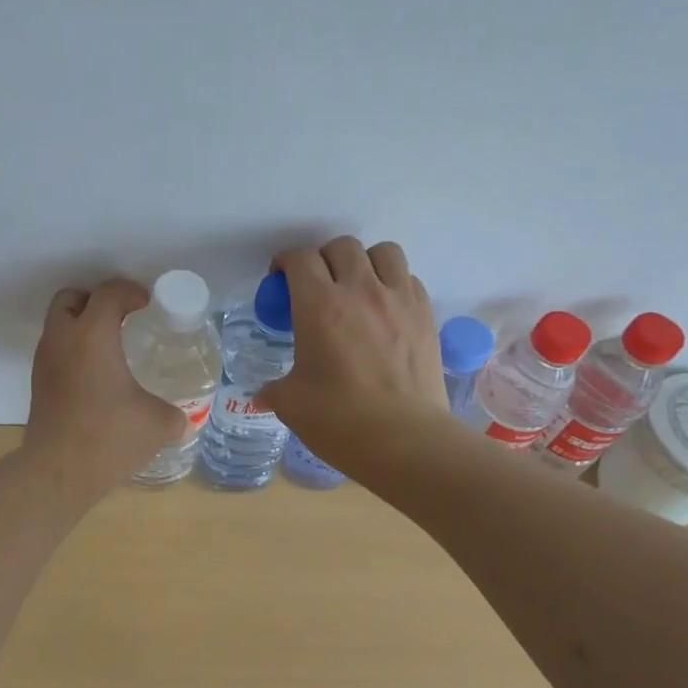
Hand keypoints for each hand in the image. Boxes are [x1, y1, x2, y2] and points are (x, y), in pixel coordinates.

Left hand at [24, 278, 186, 491]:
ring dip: (81, 325)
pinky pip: (55, 351)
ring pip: (58, 324)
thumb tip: (182, 418)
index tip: (147, 305)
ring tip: (111, 348)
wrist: (58, 472)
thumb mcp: (159, 424)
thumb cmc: (110, 437)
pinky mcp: (38, 384)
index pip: (108, 293)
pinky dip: (73, 351)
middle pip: (71, 298)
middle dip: (96, 300)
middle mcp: (63, 339)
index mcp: (93, 335)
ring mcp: (45, 361)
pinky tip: (96, 377)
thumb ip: (175, 414)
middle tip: (122, 319)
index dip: (130, 292)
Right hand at [258, 237, 447, 467]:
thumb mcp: (292, 404)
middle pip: (341, 246)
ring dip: (365, 262)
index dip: (285, 263)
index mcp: (319, 306)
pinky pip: (408, 279)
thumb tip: (261, 396)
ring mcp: (398, 299)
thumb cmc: (340, 421)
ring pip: (383, 252)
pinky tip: (385, 310)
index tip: (280, 281)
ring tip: (357, 287)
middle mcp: (360, 291)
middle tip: (316, 286)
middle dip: (323, 259)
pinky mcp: (426, 315)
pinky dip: (393, 284)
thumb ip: (274, 390)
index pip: (299, 259)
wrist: (407, 441)